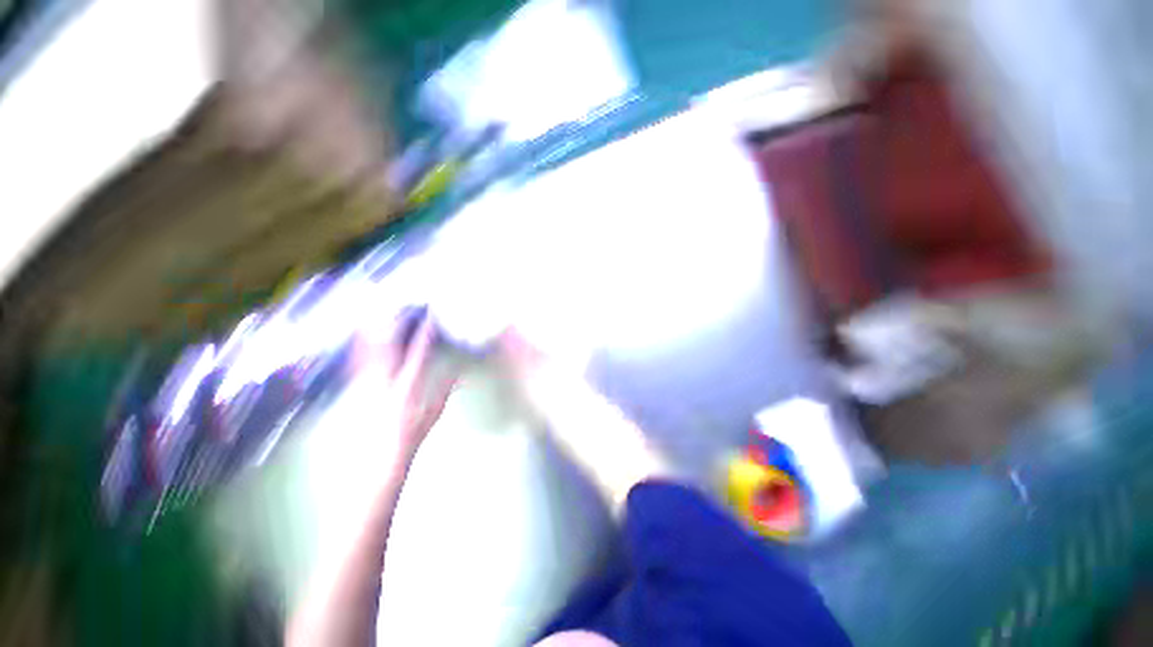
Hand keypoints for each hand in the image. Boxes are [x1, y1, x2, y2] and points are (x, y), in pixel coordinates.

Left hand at [351, 312, 456, 468]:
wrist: (379, 458)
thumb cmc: (411, 435)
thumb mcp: (434, 413)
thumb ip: (446, 390)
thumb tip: (459, 372)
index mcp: (409, 387)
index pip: (419, 353)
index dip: (424, 333)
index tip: (429, 316)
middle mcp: (385, 381)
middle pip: (385, 345)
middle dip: (390, 322)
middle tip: (396, 304)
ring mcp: (367, 383)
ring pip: (367, 349)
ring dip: (372, 328)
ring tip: (377, 309)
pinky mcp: (356, 387)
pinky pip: (357, 359)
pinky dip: (360, 343)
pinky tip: (361, 331)